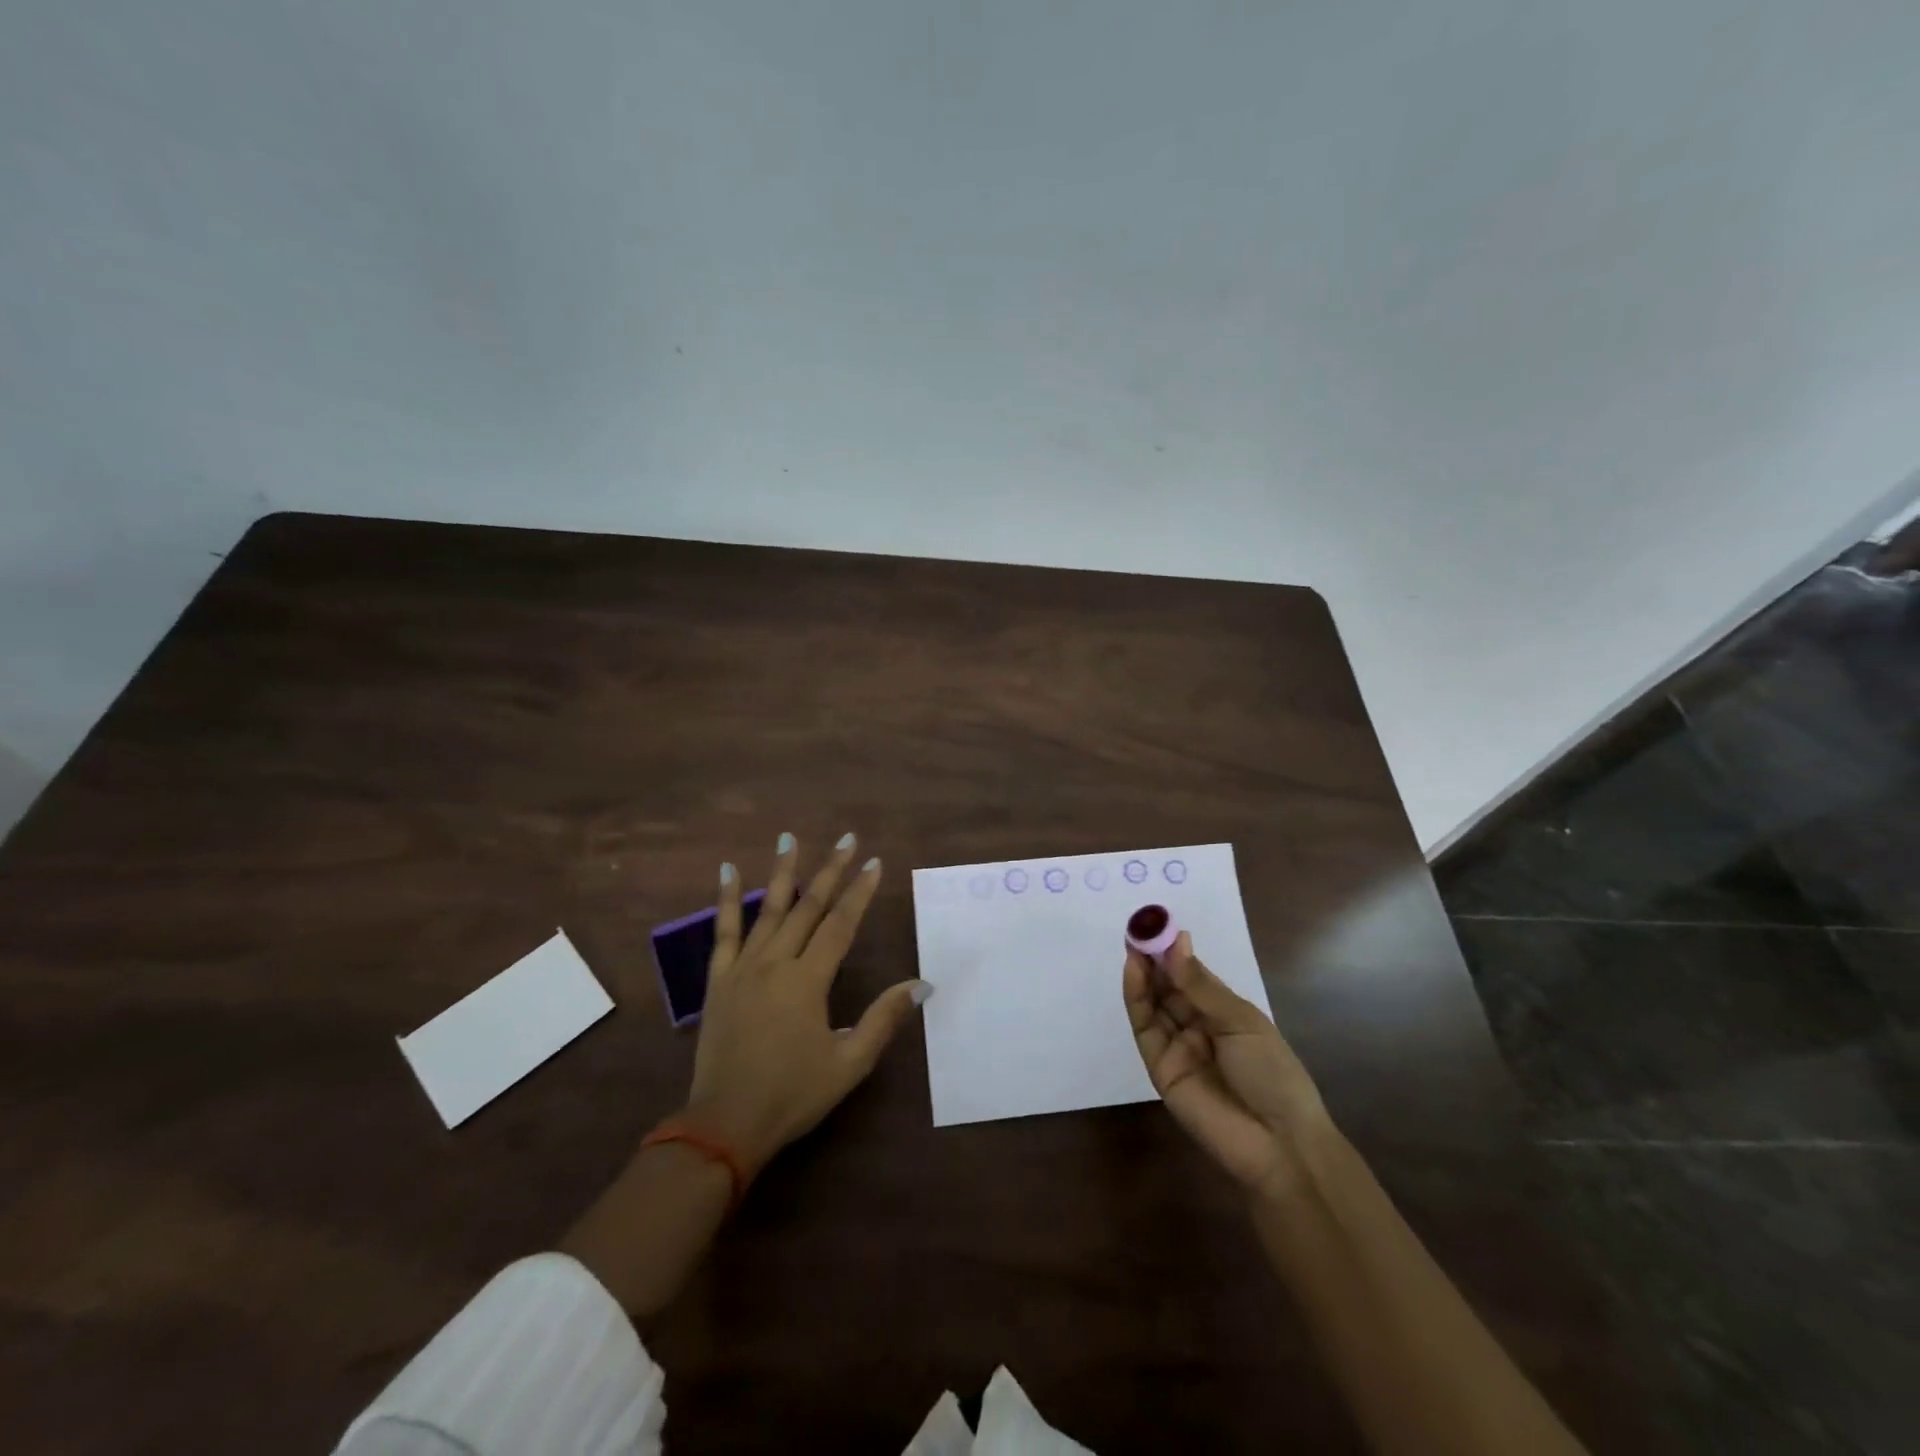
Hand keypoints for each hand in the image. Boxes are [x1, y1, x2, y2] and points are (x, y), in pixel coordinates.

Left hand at [684, 833, 929, 1175]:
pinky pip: (723, 931)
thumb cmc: (792, 1095)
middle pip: (808, 907)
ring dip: (783, 871)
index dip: (859, 893)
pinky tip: (728, 869)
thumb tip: (923, 984)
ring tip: (791, 837)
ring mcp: (743, 968)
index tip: (875, 864)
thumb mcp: (849, 1064)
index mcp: (808, 981)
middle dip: (831, 871)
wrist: (724, 1124)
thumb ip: (884, 1020)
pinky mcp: (718, 979)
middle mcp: (776, 963)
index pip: (840, 925)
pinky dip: (727, 898)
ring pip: (768, 909)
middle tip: (847, 839)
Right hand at [1124, 932, 1327, 1197]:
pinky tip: (1134, 972)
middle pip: (1167, 986)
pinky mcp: (1159, 1066)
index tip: (1157, 924)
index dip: (1174, 951)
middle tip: (1139, 928)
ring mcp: (1177, 1046)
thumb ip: (1200, 985)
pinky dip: (1136, 999)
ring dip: (1142, 973)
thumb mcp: (1241, 1022)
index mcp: (1224, 1013)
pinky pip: (1145, 1028)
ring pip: (1152, 1003)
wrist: (1279, 1144)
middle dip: (1153, 957)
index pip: (1191, 975)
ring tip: (1134, 944)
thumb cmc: (1273, 1074)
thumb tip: (1176, 941)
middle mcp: (1197, 1026)